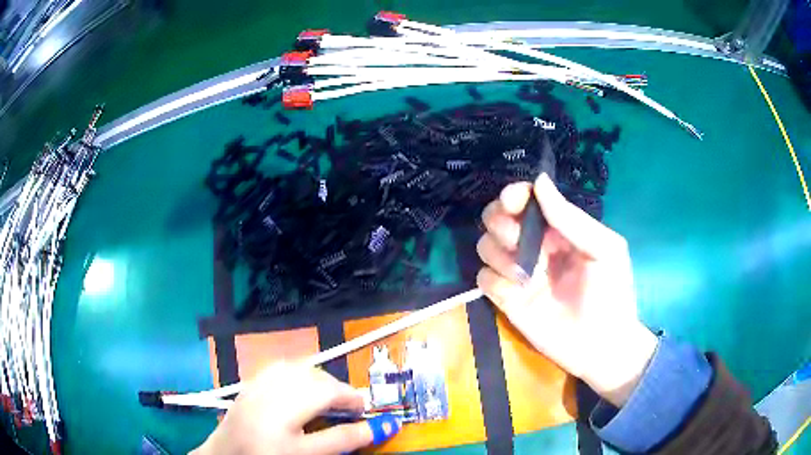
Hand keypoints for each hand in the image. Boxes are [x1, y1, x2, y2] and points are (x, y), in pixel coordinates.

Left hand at [192, 362, 399, 454]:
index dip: (353, 398)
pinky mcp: (248, 385)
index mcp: (283, 407)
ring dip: (318, 379)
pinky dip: (297, 374)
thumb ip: (342, 439)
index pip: (328, 392)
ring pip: (296, 367)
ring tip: (327, 398)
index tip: (367, 411)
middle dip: (337, 388)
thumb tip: (380, 427)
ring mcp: (256, 384)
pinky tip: (299, 389)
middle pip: (313, 376)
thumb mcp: (307, 454)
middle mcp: (268, 389)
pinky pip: (277, 368)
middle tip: (349, 408)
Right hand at [477, 173, 656, 405]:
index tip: (511, 203)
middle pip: (496, 218)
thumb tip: (539, 181)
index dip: (514, 195)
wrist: (602, 346)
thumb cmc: (611, 294)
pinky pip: (483, 279)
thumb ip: (571, 218)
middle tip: (519, 243)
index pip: (525, 200)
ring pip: (485, 246)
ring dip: (500, 255)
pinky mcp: (506, 300)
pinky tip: (516, 294)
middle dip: (501, 225)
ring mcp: (518, 273)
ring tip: (527, 277)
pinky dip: (495, 282)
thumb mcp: (603, 249)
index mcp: (558, 229)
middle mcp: (534, 246)